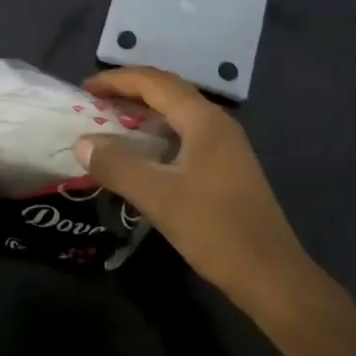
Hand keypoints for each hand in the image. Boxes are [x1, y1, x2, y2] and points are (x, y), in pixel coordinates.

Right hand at [77, 67, 314, 312]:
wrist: (271, 276)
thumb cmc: (215, 229)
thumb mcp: (158, 197)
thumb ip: (118, 165)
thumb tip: (83, 142)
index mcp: (204, 120)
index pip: (154, 82)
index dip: (117, 80)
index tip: (84, 89)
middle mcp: (217, 123)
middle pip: (167, 92)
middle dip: (129, 91)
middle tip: (93, 103)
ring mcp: (225, 146)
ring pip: (177, 115)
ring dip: (143, 113)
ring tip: (110, 124)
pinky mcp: (226, 168)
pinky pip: (184, 135)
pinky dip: (157, 135)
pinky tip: (141, 155)